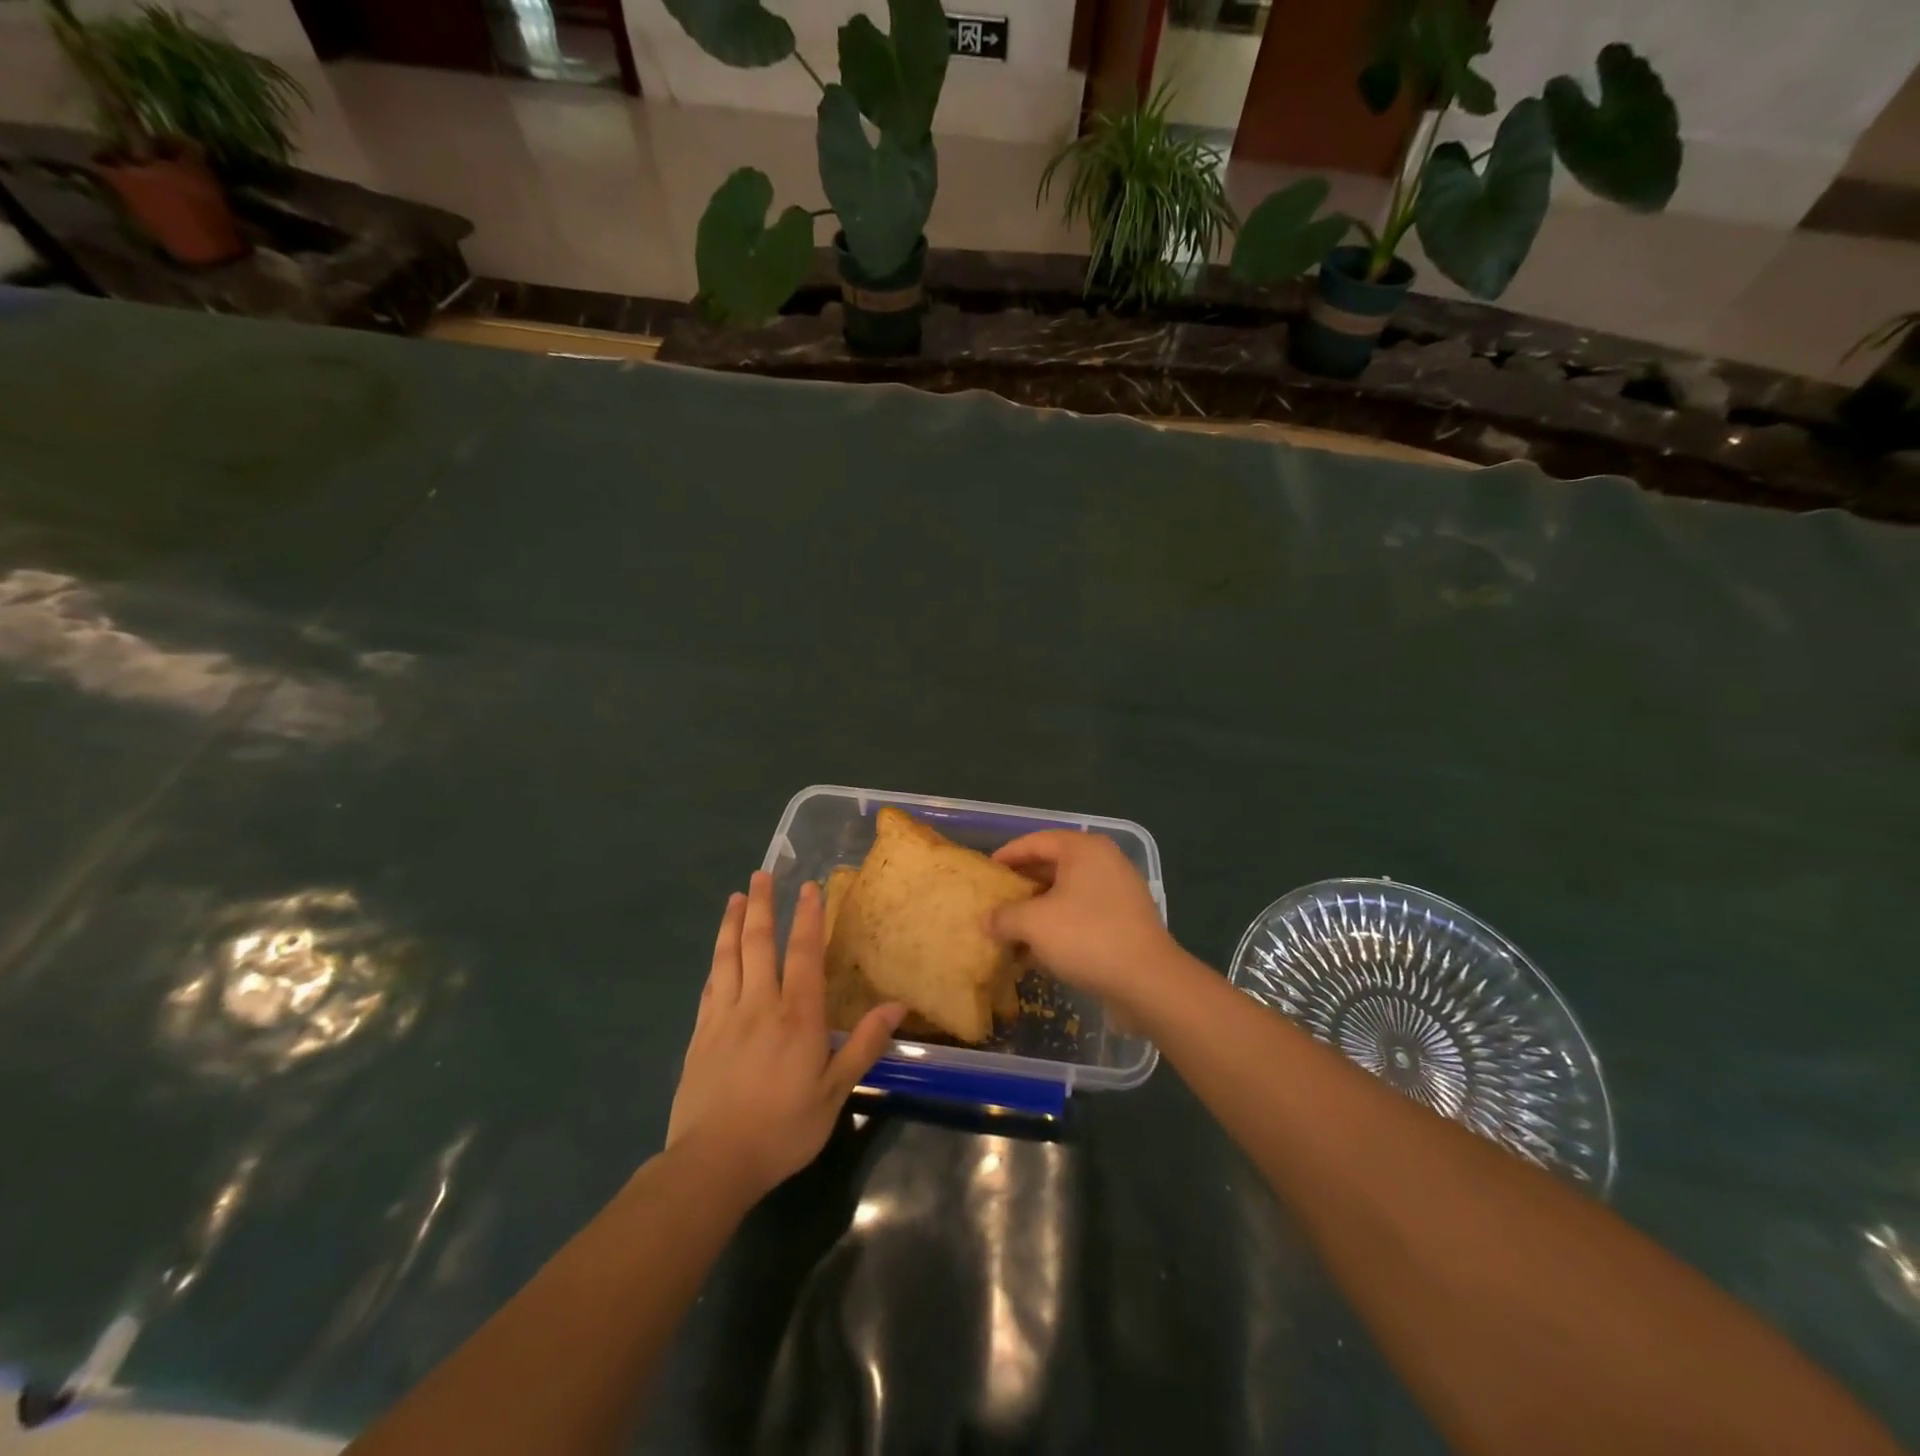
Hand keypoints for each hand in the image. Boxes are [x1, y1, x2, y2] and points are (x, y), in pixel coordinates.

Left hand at [667, 872, 902, 1198]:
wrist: (713, 1162)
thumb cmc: (783, 1127)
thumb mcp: (834, 1092)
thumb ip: (863, 1044)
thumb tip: (897, 1005)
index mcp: (797, 1015)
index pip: (804, 953)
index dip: (808, 917)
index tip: (808, 887)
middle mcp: (759, 1004)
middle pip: (760, 943)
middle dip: (763, 905)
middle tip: (762, 873)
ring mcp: (724, 1016)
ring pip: (729, 957)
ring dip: (733, 923)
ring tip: (737, 897)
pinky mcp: (700, 1034)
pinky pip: (710, 985)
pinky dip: (716, 960)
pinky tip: (718, 953)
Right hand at [987, 830, 1178, 1013]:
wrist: (1148, 982)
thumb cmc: (1086, 938)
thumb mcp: (1033, 924)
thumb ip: (1004, 916)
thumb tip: (987, 920)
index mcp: (1084, 849)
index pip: (1036, 841)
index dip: (1007, 855)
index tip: (986, 872)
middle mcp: (1104, 862)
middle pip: (1052, 866)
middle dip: (1022, 886)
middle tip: (996, 901)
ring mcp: (1119, 891)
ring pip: (1067, 894)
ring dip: (1039, 911)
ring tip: (1012, 930)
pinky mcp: (1126, 920)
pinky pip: (1083, 914)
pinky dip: (1060, 926)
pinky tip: (1038, 953)